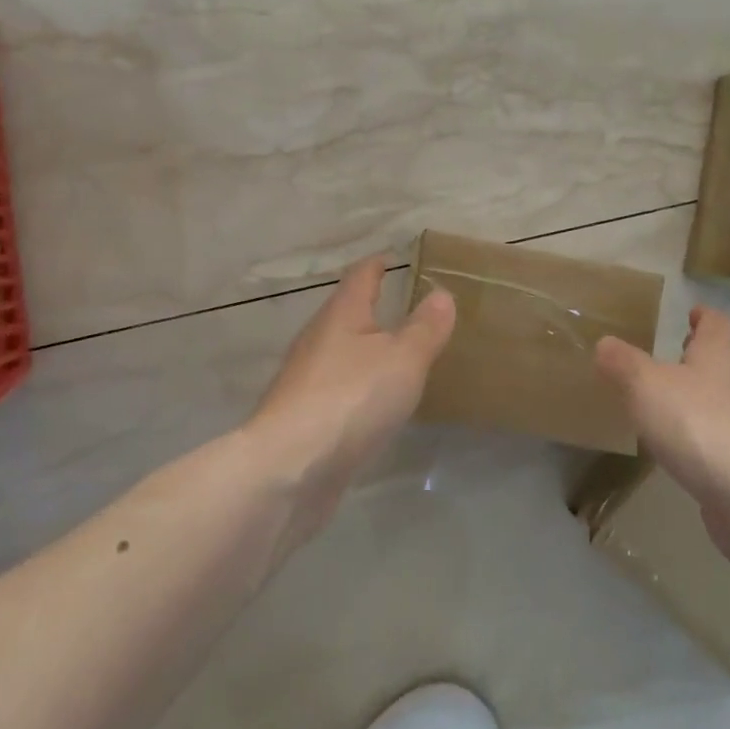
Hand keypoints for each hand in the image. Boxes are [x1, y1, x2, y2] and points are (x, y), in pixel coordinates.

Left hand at [250, 256, 456, 528]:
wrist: (288, 469)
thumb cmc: (351, 399)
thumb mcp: (404, 359)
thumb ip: (425, 327)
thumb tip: (441, 293)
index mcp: (342, 315)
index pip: (361, 276)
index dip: (378, 265)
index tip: (393, 259)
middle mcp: (318, 339)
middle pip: (346, 314)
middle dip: (372, 309)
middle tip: (406, 310)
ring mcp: (305, 380)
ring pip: (340, 353)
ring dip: (364, 350)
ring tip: (395, 357)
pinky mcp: (302, 418)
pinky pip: (336, 389)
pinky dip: (357, 387)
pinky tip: (372, 404)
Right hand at [595, 305, 729, 527]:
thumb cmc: (697, 423)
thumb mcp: (645, 385)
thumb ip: (623, 362)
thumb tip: (605, 342)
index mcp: (718, 354)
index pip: (716, 323)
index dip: (703, 316)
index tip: (691, 313)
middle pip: (724, 360)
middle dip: (700, 358)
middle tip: (672, 358)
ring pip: (725, 399)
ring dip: (702, 398)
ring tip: (669, 406)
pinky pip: (725, 436)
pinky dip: (705, 435)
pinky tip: (684, 449)